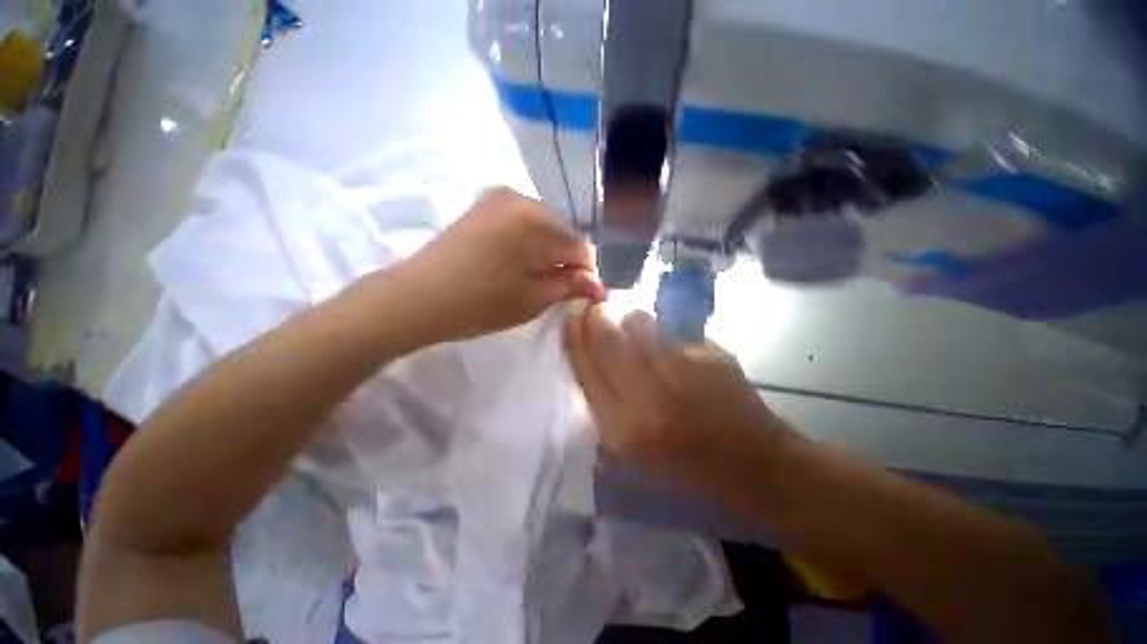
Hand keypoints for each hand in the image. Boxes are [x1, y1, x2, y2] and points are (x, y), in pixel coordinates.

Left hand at [399, 187, 605, 341]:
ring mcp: (499, 197)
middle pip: (564, 232)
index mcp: (539, 222)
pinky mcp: (483, 204)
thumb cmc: (480, 304)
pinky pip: (522, 221)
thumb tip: (600, 287)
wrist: (416, 297)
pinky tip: (517, 262)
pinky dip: (529, 241)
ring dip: (548, 251)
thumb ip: (571, 287)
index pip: (582, 248)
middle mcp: (523, 198)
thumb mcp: (533, 300)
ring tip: (537, 277)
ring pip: (544, 226)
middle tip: (558, 288)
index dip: (587, 274)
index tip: (583, 294)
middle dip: (567, 260)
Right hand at [562, 306, 792, 491]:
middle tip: (596, 310)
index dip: (574, 338)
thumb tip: (589, 357)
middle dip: (597, 318)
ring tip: (636, 328)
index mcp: (623, 432)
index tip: (571, 317)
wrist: (756, 469)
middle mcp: (650, 401)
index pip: (585, 370)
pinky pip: (672, 329)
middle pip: (608, 340)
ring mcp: (684, 374)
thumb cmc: (687, 471)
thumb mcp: (631, 454)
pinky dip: (662, 329)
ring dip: (631, 320)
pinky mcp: (712, 357)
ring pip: (641, 324)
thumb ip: (605, 405)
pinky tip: (670, 344)